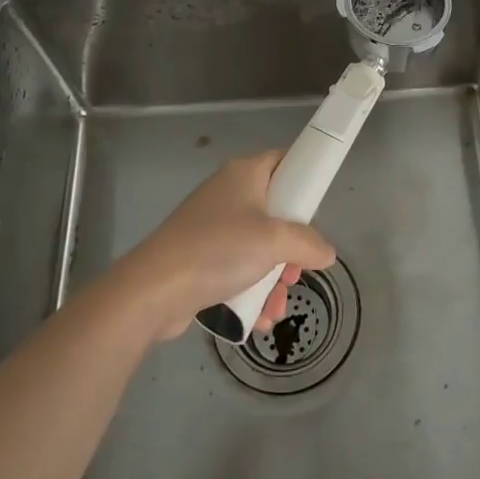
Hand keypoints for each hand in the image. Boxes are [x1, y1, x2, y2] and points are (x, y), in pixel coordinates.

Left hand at [114, 151, 336, 340]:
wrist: (153, 290)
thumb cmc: (219, 250)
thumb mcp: (275, 241)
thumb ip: (308, 243)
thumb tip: (326, 253)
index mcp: (245, 174)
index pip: (284, 160)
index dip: (304, 178)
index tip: (318, 208)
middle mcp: (228, 194)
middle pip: (275, 211)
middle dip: (291, 247)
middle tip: (296, 270)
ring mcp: (211, 227)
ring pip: (258, 246)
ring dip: (274, 277)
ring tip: (277, 306)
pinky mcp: (199, 258)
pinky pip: (236, 268)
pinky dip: (250, 290)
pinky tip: (258, 318)